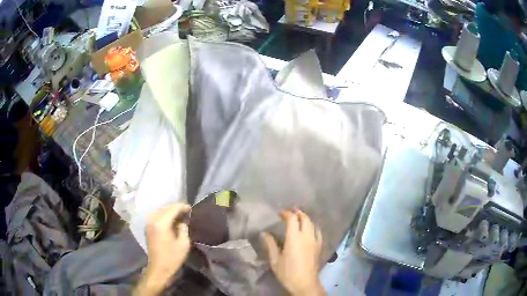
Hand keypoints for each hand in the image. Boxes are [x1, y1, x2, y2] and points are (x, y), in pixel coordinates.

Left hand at [135, 202, 190, 294]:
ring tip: (181, 216)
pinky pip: (157, 216)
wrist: (159, 268)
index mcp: (161, 223)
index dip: (183, 207)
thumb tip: (183, 220)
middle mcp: (153, 219)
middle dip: (177, 208)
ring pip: (161, 211)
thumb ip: (184, 228)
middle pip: (166, 208)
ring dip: (171, 211)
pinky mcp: (148, 227)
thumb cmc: (172, 258)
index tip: (192, 209)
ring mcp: (149, 223)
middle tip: (187, 212)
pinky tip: (172, 221)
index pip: (173, 208)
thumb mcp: (183, 244)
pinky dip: (165, 215)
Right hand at [262, 210, 324, 295]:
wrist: (305, 283)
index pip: (292, 218)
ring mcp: (315, 240)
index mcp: (294, 237)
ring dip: (305, 218)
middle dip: (297, 213)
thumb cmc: (287, 272)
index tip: (280, 213)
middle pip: (304, 218)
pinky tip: (310, 230)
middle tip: (290, 212)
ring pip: (312, 223)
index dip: (286, 213)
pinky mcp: (319, 246)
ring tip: (299, 219)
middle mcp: (306, 236)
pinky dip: (313, 227)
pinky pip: (318, 232)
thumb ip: (270, 244)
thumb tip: (265, 233)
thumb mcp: (275, 259)